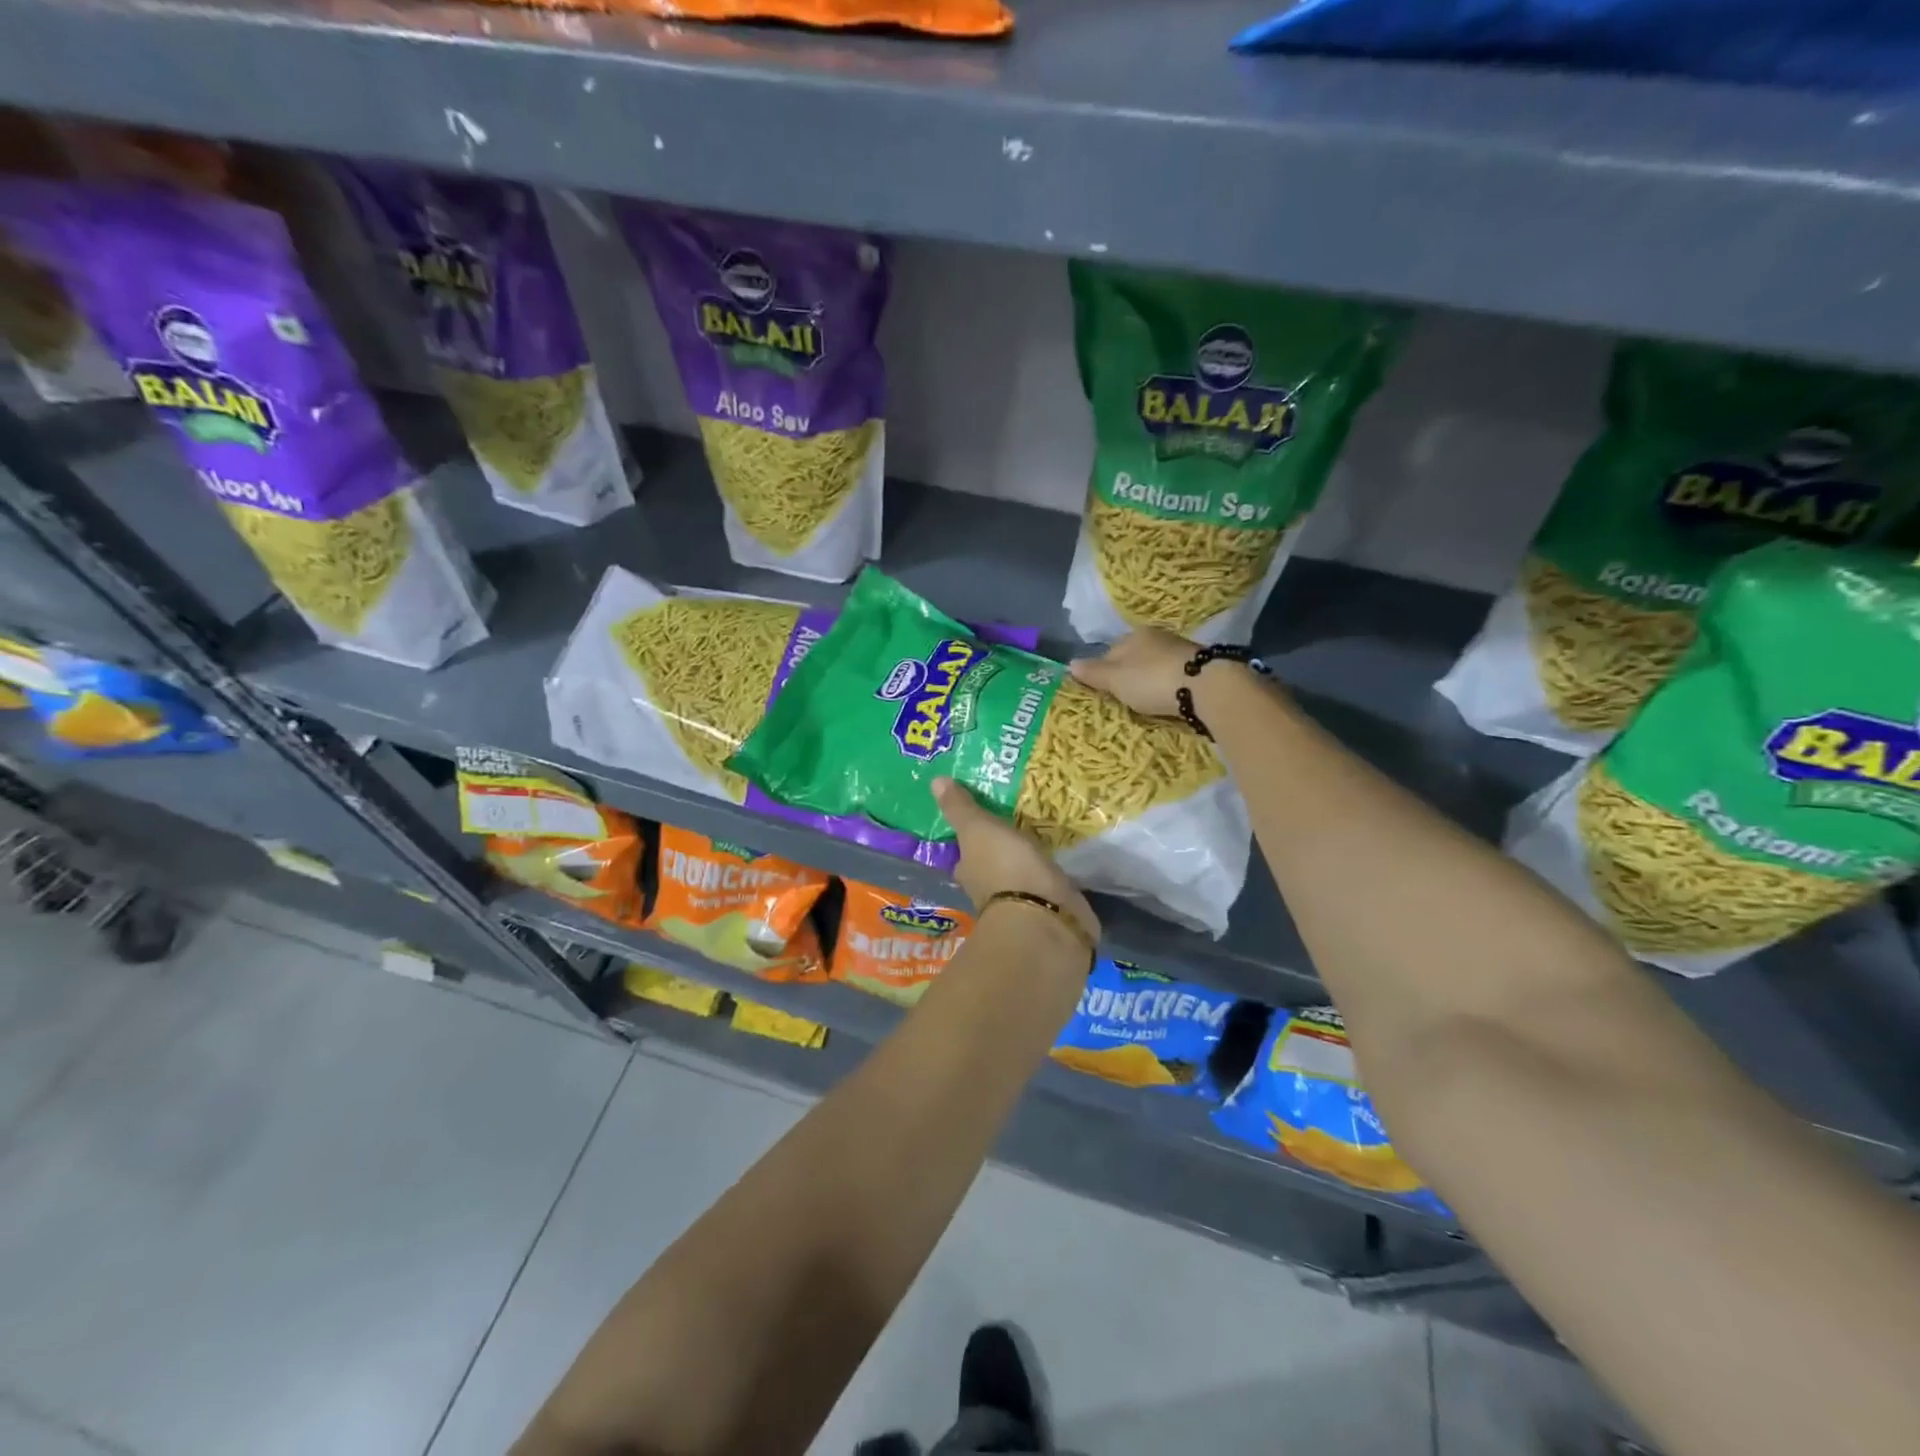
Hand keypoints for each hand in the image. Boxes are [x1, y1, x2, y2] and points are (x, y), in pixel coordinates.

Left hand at [933, 777, 1099, 949]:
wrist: (1047, 917)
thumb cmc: (1005, 869)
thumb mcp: (979, 830)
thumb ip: (961, 808)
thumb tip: (934, 780)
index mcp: (968, 870)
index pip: (966, 849)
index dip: (973, 833)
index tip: (986, 815)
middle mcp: (988, 889)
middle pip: (993, 861)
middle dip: (1003, 845)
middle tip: (1018, 817)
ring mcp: (1021, 902)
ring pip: (1021, 873)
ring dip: (1028, 859)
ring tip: (1044, 831)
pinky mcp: (1050, 909)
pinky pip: (1047, 883)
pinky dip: (1051, 872)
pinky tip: (1060, 857)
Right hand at [1067, 628, 1198, 718]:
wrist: (1207, 687)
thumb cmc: (1152, 680)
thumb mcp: (1116, 680)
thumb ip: (1093, 673)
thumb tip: (1070, 664)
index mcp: (1134, 635)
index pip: (1110, 652)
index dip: (1103, 672)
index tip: (1103, 692)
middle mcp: (1157, 637)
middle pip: (1134, 658)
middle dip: (1128, 676)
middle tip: (1124, 699)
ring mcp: (1180, 650)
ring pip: (1155, 666)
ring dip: (1150, 681)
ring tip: (1146, 702)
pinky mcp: (1199, 666)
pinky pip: (1174, 676)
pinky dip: (1168, 686)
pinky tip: (1168, 699)